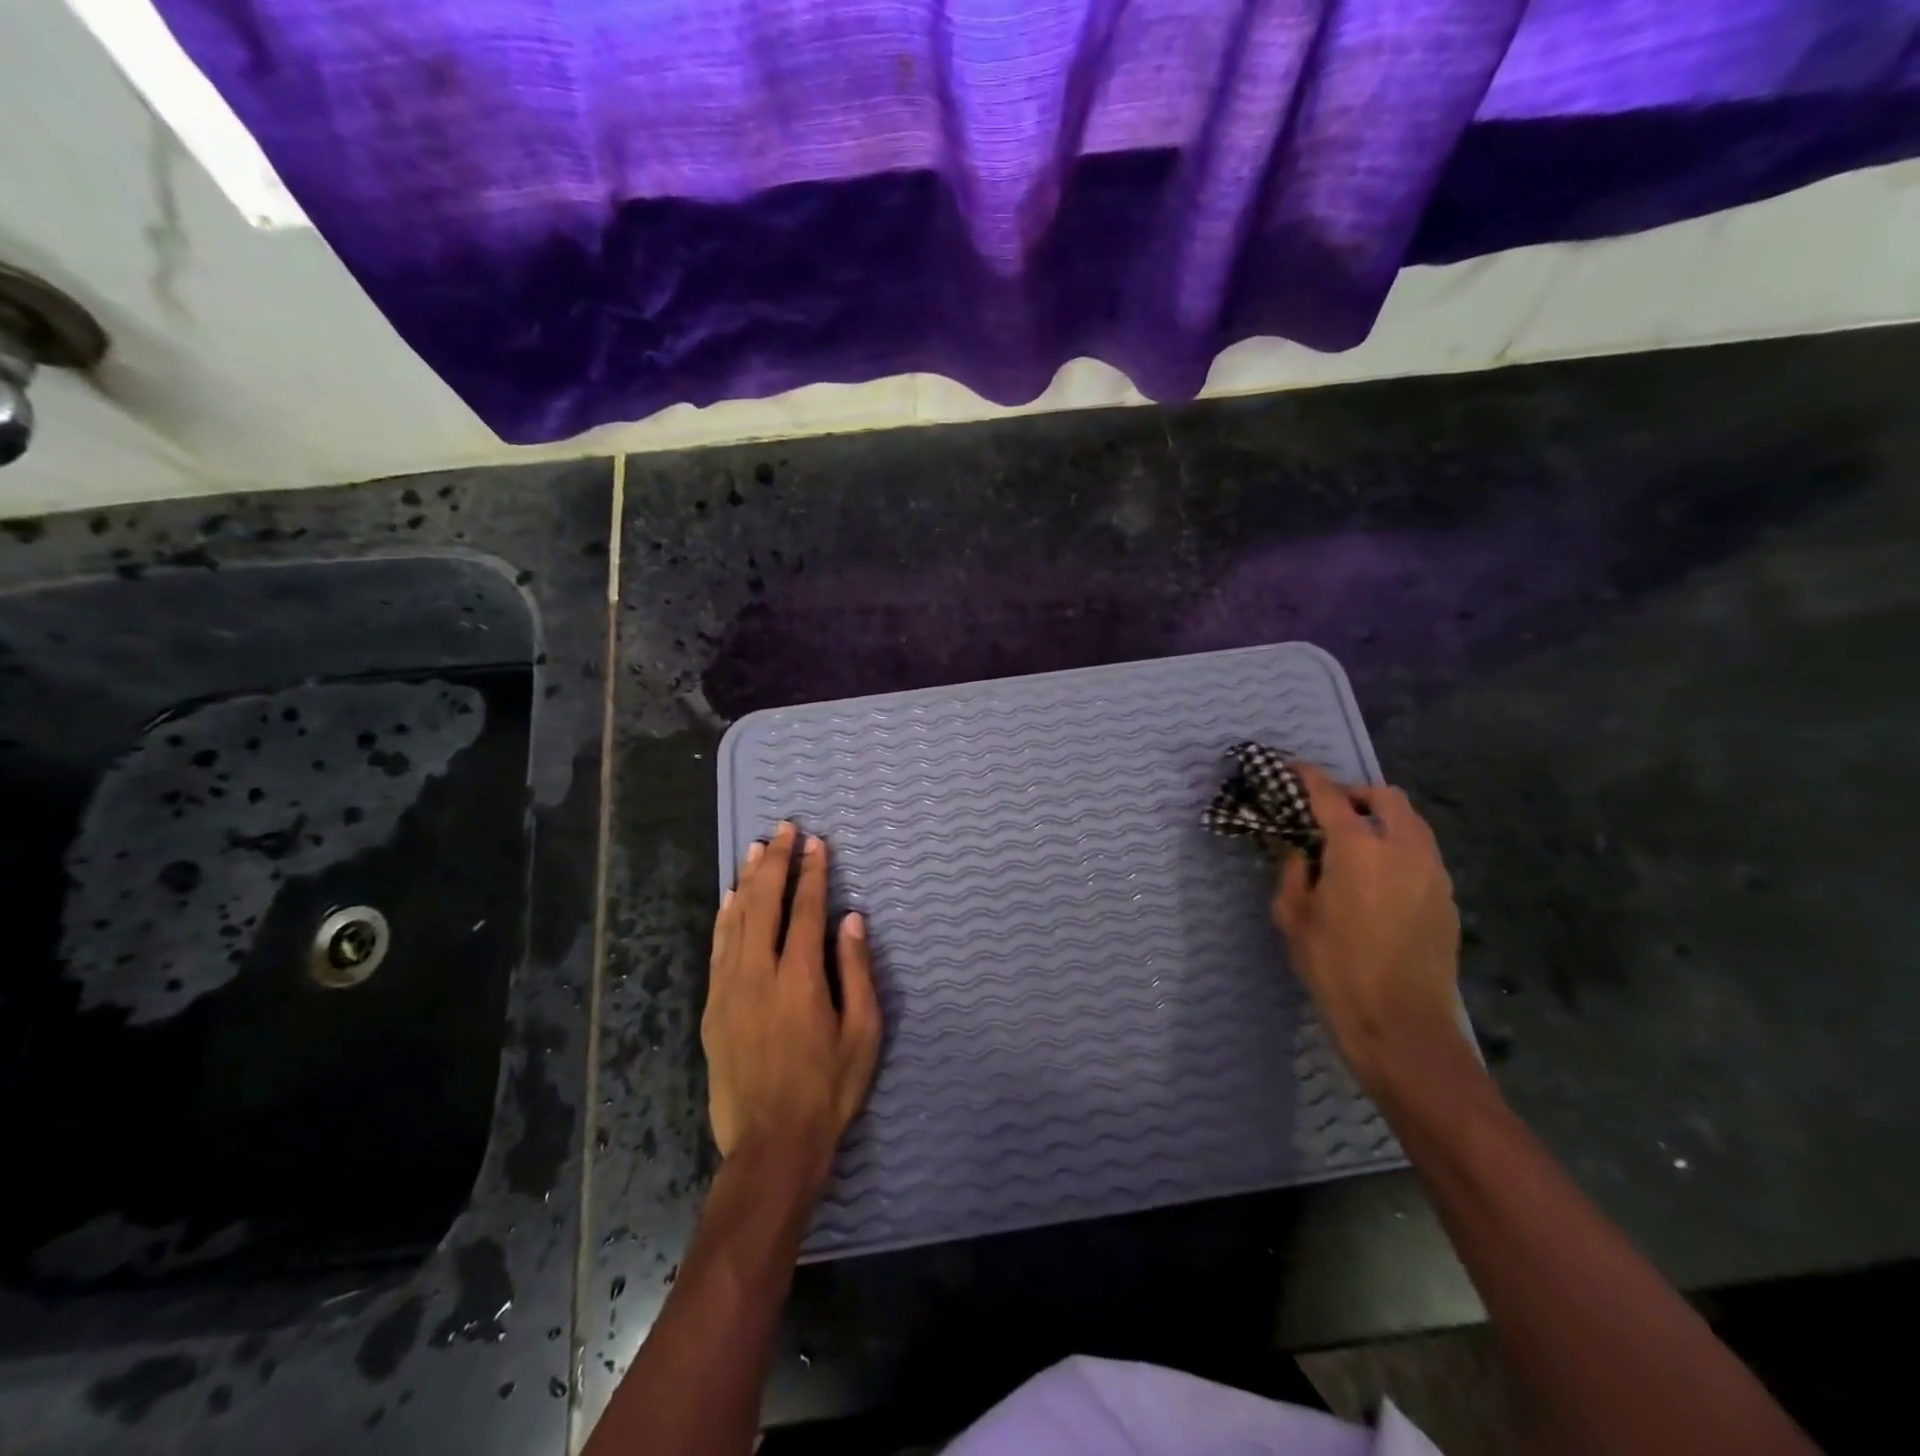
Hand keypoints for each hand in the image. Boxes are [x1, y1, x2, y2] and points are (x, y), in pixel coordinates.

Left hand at [704, 822, 881, 1194]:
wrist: (771, 1144)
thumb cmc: (828, 1089)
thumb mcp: (862, 1033)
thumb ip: (856, 971)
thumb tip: (852, 920)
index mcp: (800, 977)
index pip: (804, 909)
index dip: (811, 872)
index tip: (816, 842)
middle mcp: (759, 972)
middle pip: (765, 902)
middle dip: (776, 861)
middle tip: (785, 828)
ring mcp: (729, 988)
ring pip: (735, 919)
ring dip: (748, 880)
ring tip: (757, 848)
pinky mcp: (712, 1007)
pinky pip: (717, 947)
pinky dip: (725, 916)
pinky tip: (729, 898)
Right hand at [1271, 763, 1461, 1090]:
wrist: (1400, 1023)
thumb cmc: (1334, 967)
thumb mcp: (1294, 916)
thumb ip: (1292, 870)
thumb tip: (1293, 845)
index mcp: (1357, 849)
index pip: (1330, 796)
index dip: (1308, 777)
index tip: (1291, 768)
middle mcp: (1402, 848)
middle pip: (1385, 797)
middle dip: (1355, 794)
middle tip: (1328, 812)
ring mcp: (1433, 872)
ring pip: (1411, 823)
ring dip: (1381, 819)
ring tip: (1354, 843)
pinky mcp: (1447, 897)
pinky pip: (1422, 853)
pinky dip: (1398, 847)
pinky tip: (1377, 877)